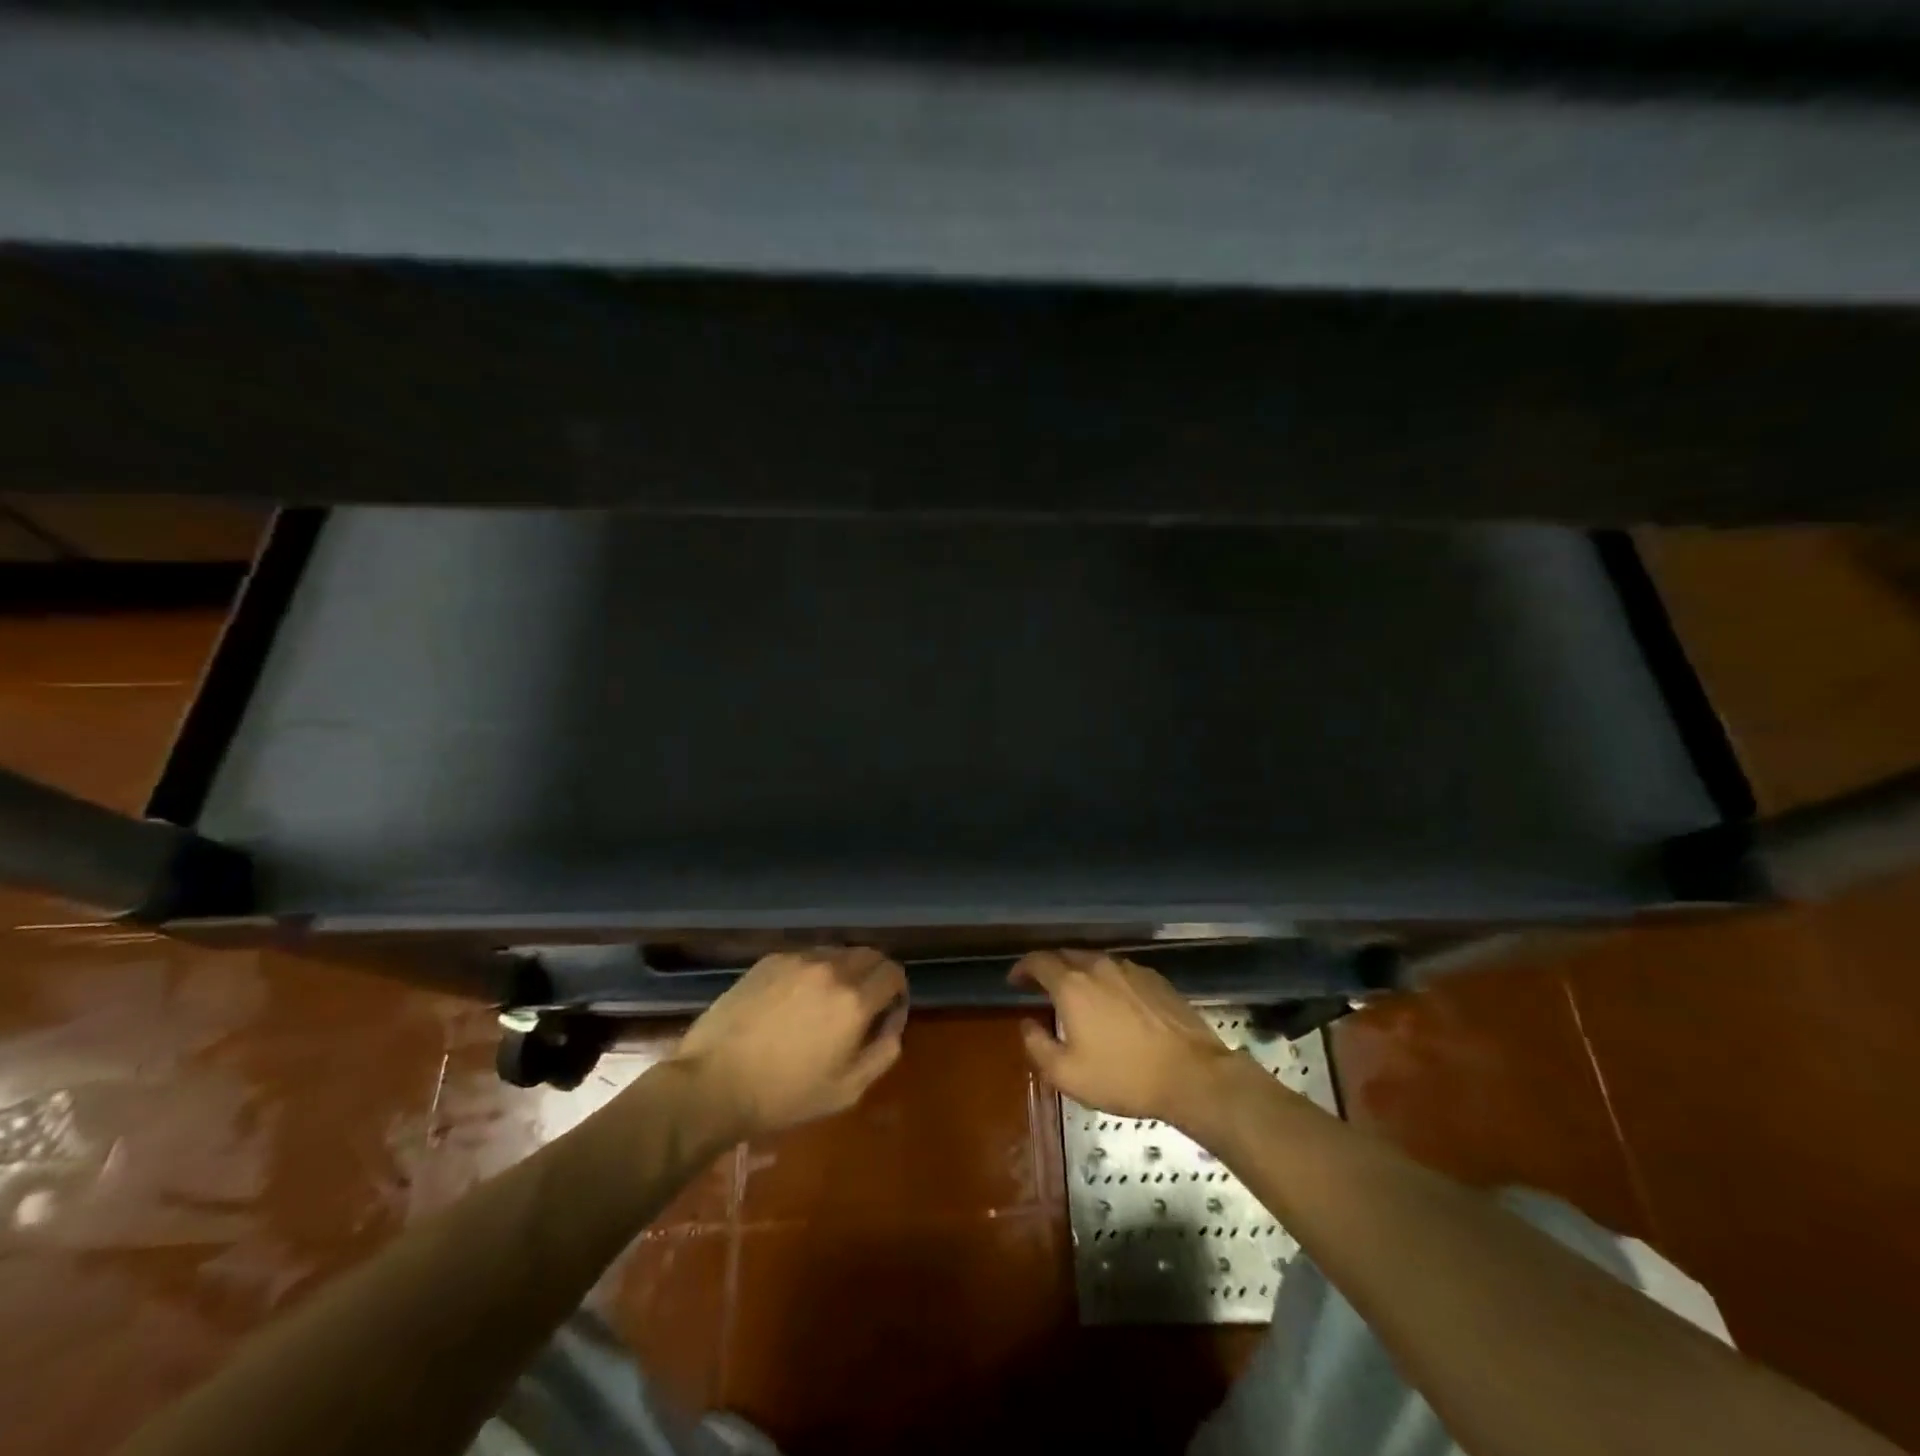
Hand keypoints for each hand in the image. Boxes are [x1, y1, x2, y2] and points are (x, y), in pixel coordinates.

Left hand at [673, 947, 908, 1139]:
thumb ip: (884, 1051)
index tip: (885, 1012)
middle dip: (874, 976)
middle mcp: (831, 968)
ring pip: (836, 952)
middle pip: (869, 955)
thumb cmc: (784, 1095)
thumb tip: (893, 1022)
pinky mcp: (770, 960)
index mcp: (854, 1000)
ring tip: (823, 1003)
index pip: (893, 973)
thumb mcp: (848, 1090)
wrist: (713, 1084)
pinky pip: (805, 957)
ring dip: (842, 971)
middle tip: (860, 1006)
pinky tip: (792, 1001)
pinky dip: (811, 972)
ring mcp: (797, 959)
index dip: (897, 991)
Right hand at [1011, 949, 1240, 1128]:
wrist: (1191, 1075)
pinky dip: (1108, 981)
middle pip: (1066, 955)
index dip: (1022, 968)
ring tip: (1078, 996)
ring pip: (1095, 962)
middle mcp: (1098, 967)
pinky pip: (1121, 972)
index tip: (1015, 980)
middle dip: (1049, 968)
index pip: (1038, 961)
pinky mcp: (1156, 979)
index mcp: (1072, 985)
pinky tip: (1114, 1004)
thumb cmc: (1123, 1076)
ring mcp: (1130, 970)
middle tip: (1042, 987)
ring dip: (1080, 973)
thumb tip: (1027, 1023)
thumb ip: (1038, 1046)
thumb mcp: (1067, 1074)